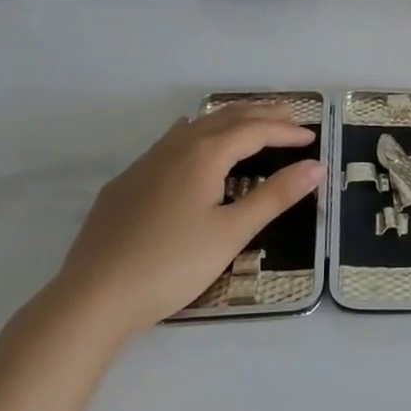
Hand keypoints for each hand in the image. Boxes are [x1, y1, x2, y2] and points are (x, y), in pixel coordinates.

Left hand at [58, 102, 322, 335]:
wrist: (94, 296)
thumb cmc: (173, 265)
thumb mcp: (232, 233)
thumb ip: (274, 196)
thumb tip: (315, 167)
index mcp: (204, 155)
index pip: (254, 130)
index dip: (285, 132)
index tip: (312, 139)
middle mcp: (175, 148)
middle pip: (225, 118)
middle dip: (261, 114)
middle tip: (291, 117)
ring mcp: (145, 163)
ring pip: (195, 126)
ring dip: (228, 120)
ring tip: (250, 121)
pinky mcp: (126, 183)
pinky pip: (169, 142)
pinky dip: (195, 132)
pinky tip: (189, 139)